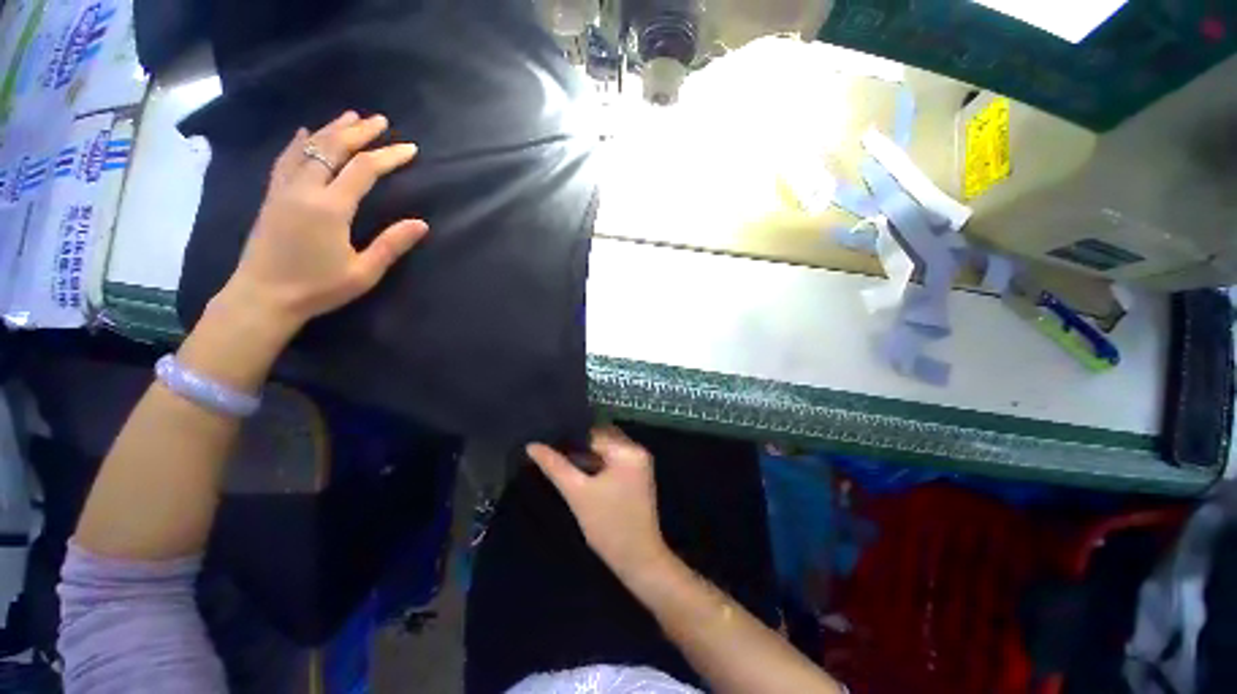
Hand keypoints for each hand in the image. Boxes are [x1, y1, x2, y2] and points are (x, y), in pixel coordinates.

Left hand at [218, 111, 427, 334]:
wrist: (262, 297)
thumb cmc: (318, 288)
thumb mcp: (363, 272)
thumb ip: (392, 245)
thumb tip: (421, 223)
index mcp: (330, 207)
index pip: (364, 170)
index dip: (389, 156)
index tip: (410, 148)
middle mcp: (305, 189)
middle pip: (333, 148)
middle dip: (359, 132)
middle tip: (380, 120)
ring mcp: (284, 189)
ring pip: (308, 147)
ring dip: (331, 129)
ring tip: (350, 117)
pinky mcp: (272, 196)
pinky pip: (286, 159)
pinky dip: (299, 141)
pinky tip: (304, 132)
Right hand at [527, 427, 671, 581]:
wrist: (639, 560)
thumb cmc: (608, 526)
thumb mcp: (578, 493)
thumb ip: (555, 466)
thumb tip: (532, 446)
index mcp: (628, 450)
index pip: (593, 433)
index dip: (569, 437)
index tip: (547, 441)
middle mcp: (637, 449)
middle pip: (602, 437)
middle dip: (578, 443)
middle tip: (551, 450)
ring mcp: (640, 462)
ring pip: (607, 448)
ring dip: (587, 452)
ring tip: (560, 458)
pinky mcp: (638, 474)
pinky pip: (614, 458)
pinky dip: (598, 461)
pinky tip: (579, 468)